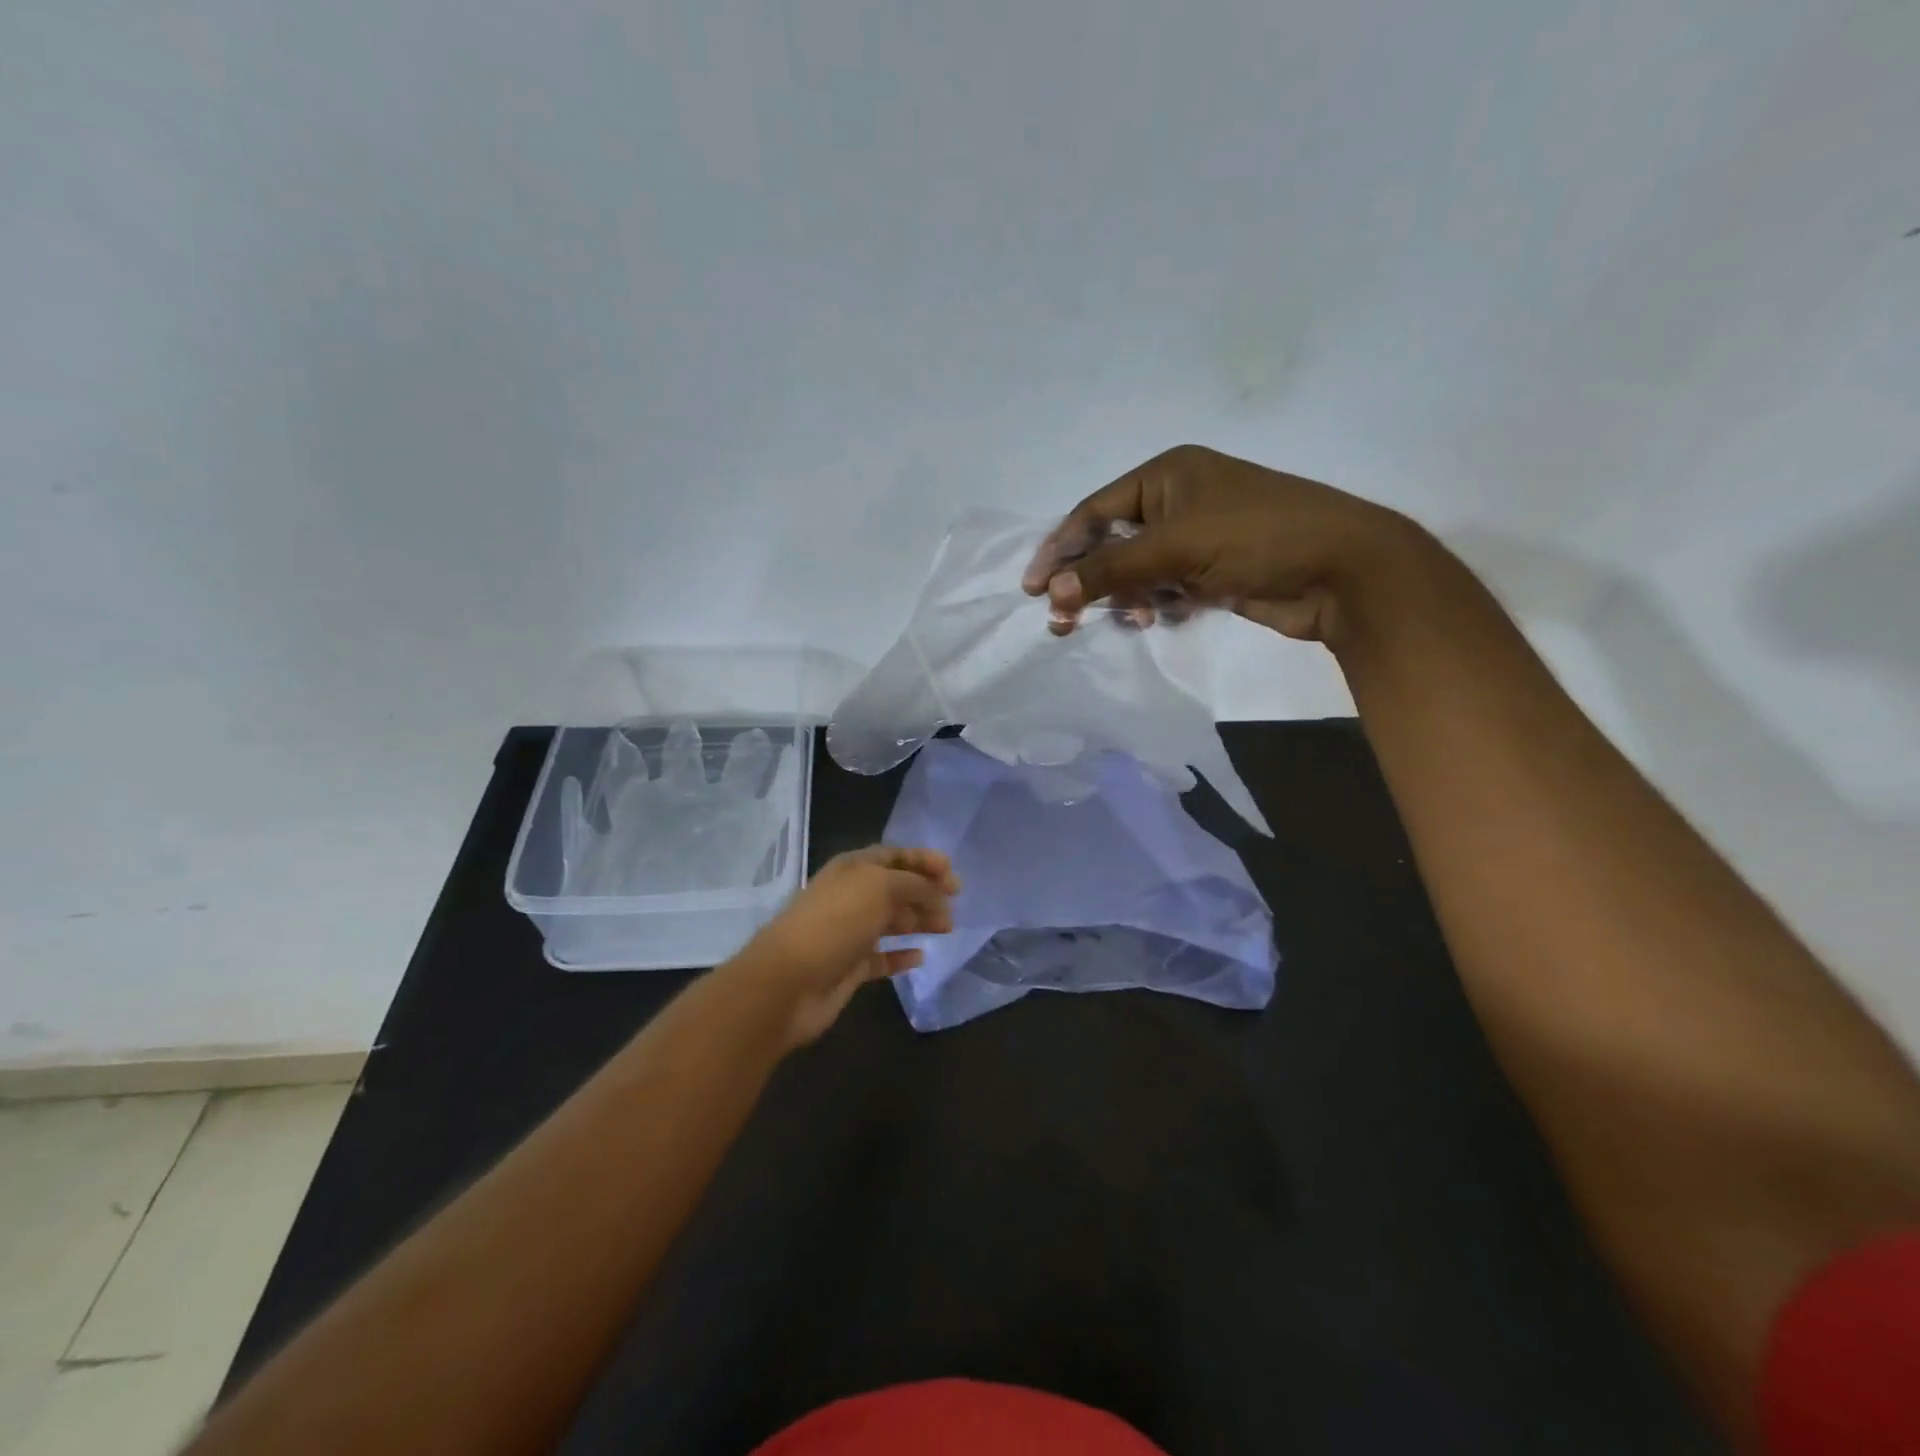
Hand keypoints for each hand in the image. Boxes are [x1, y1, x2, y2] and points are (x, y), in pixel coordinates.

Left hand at [732, 846, 959, 1047]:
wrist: (789, 982)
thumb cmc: (836, 922)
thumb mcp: (880, 888)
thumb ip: (914, 884)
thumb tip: (936, 891)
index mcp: (853, 868)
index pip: (894, 856)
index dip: (924, 860)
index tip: (953, 874)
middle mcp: (851, 896)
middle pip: (896, 888)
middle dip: (927, 892)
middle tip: (955, 904)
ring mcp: (849, 932)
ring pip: (891, 921)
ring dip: (919, 921)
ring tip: (946, 927)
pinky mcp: (849, 967)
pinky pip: (882, 957)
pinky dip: (901, 956)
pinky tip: (920, 957)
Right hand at [1022, 443, 1416, 647]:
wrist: (1342, 570)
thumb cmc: (1256, 537)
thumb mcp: (1175, 548)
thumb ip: (1109, 571)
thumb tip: (1050, 595)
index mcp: (1166, 474)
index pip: (1095, 512)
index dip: (1060, 549)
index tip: (1033, 589)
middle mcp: (1177, 500)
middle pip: (1112, 544)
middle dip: (1089, 581)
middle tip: (1061, 620)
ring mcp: (1196, 538)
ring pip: (1137, 572)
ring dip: (1125, 598)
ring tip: (1131, 620)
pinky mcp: (1212, 572)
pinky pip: (1164, 589)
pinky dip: (1156, 605)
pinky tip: (1161, 619)